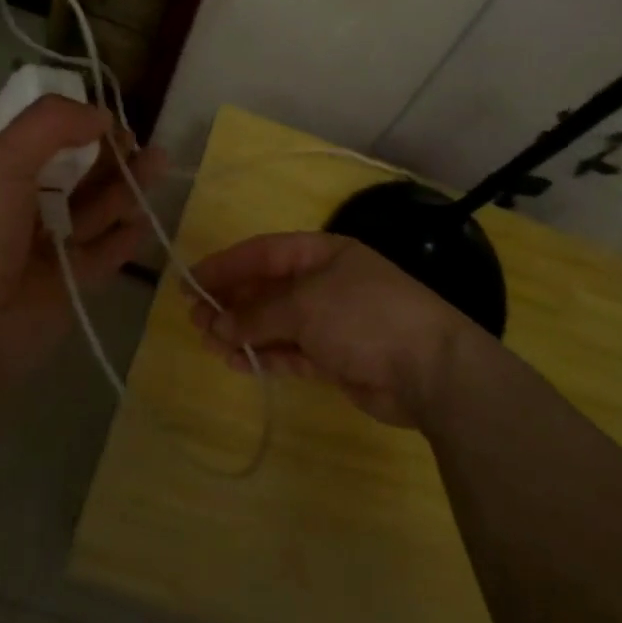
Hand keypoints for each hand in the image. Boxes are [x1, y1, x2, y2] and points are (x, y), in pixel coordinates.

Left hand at [0, 95, 166, 386]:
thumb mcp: (1, 162)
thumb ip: (50, 126)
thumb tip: (100, 114)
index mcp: (1, 176)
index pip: (49, 143)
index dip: (81, 129)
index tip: (111, 122)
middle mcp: (26, 209)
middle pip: (78, 176)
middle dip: (112, 158)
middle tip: (145, 146)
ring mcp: (49, 249)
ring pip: (96, 212)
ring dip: (126, 189)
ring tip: (157, 167)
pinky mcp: (70, 285)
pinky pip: (105, 255)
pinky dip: (125, 238)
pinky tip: (145, 219)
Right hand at [186, 233, 475, 427]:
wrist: (430, 370)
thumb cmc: (364, 315)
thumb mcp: (306, 304)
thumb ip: (258, 314)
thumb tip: (220, 325)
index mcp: (322, 253)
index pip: (264, 253)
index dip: (226, 265)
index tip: (191, 281)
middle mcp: (324, 283)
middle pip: (267, 288)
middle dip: (231, 302)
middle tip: (195, 319)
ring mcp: (330, 322)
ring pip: (275, 323)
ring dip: (242, 331)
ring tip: (208, 343)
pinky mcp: (334, 358)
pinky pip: (290, 352)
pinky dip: (264, 355)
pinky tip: (237, 361)